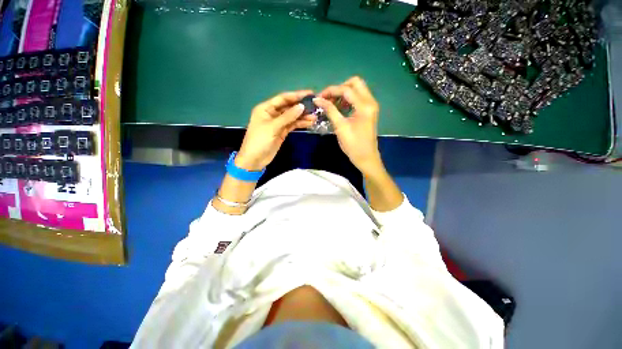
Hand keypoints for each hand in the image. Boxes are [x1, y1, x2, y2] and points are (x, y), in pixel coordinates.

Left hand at [236, 90, 315, 170]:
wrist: (255, 159)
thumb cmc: (260, 141)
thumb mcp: (273, 127)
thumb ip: (287, 117)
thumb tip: (302, 106)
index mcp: (266, 108)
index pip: (283, 98)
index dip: (296, 95)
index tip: (309, 94)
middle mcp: (272, 113)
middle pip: (288, 107)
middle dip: (301, 106)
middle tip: (315, 105)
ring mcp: (278, 123)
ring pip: (292, 117)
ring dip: (302, 116)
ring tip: (315, 116)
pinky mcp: (282, 131)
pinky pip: (292, 125)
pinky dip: (300, 124)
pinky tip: (309, 123)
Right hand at [314, 77, 382, 175]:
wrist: (366, 158)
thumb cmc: (353, 145)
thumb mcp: (340, 127)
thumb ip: (330, 110)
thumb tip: (317, 99)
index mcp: (364, 106)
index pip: (346, 89)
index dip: (331, 91)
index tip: (319, 97)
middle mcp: (370, 102)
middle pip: (355, 83)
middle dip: (339, 88)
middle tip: (328, 99)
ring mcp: (371, 106)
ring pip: (357, 90)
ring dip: (343, 94)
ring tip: (331, 104)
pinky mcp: (369, 111)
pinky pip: (358, 99)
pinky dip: (348, 100)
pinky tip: (339, 109)